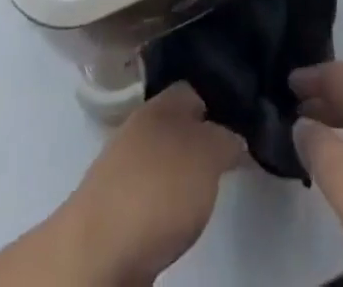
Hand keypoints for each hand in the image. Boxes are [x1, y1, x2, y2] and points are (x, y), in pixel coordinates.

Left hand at [58, 82, 245, 285]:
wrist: (97, 253)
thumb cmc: (157, 191)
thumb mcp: (207, 157)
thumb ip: (226, 140)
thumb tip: (233, 138)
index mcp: (161, 104)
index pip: (196, 89)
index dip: (221, 100)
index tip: (245, 119)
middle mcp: (141, 127)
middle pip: (179, 124)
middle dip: (203, 138)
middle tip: (234, 156)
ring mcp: (124, 167)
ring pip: (165, 158)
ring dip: (185, 171)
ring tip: (211, 189)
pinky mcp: (117, 207)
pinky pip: (153, 192)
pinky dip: (168, 201)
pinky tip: (182, 216)